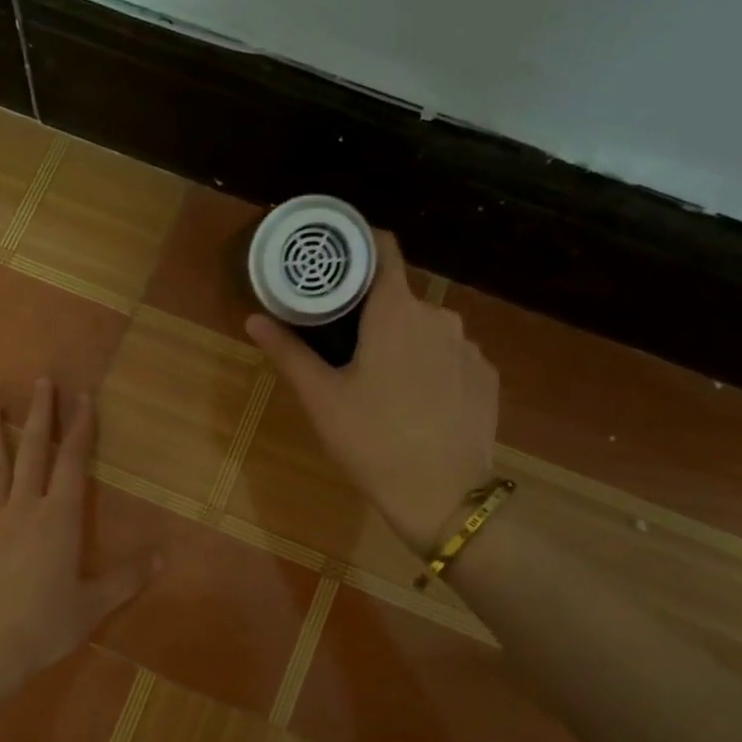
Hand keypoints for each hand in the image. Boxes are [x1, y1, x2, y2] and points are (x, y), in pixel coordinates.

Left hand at [0, 379, 157, 721]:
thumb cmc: (42, 628)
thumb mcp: (92, 607)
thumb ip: (126, 580)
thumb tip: (161, 559)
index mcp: (59, 521)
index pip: (73, 464)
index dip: (81, 430)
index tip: (84, 399)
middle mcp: (24, 511)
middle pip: (33, 453)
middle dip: (41, 416)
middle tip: (43, 382)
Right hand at [247, 230, 498, 553]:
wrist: (443, 495)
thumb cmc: (372, 440)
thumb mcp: (321, 398)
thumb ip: (289, 352)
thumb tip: (254, 318)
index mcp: (396, 312)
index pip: (384, 250)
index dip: (360, 246)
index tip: (337, 260)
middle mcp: (440, 317)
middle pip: (401, 297)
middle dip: (374, 313)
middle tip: (346, 346)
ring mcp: (470, 348)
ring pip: (428, 330)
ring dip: (405, 343)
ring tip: (383, 383)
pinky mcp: (487, 377)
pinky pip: (452, 357)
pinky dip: (433, 368)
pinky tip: (419, 404)